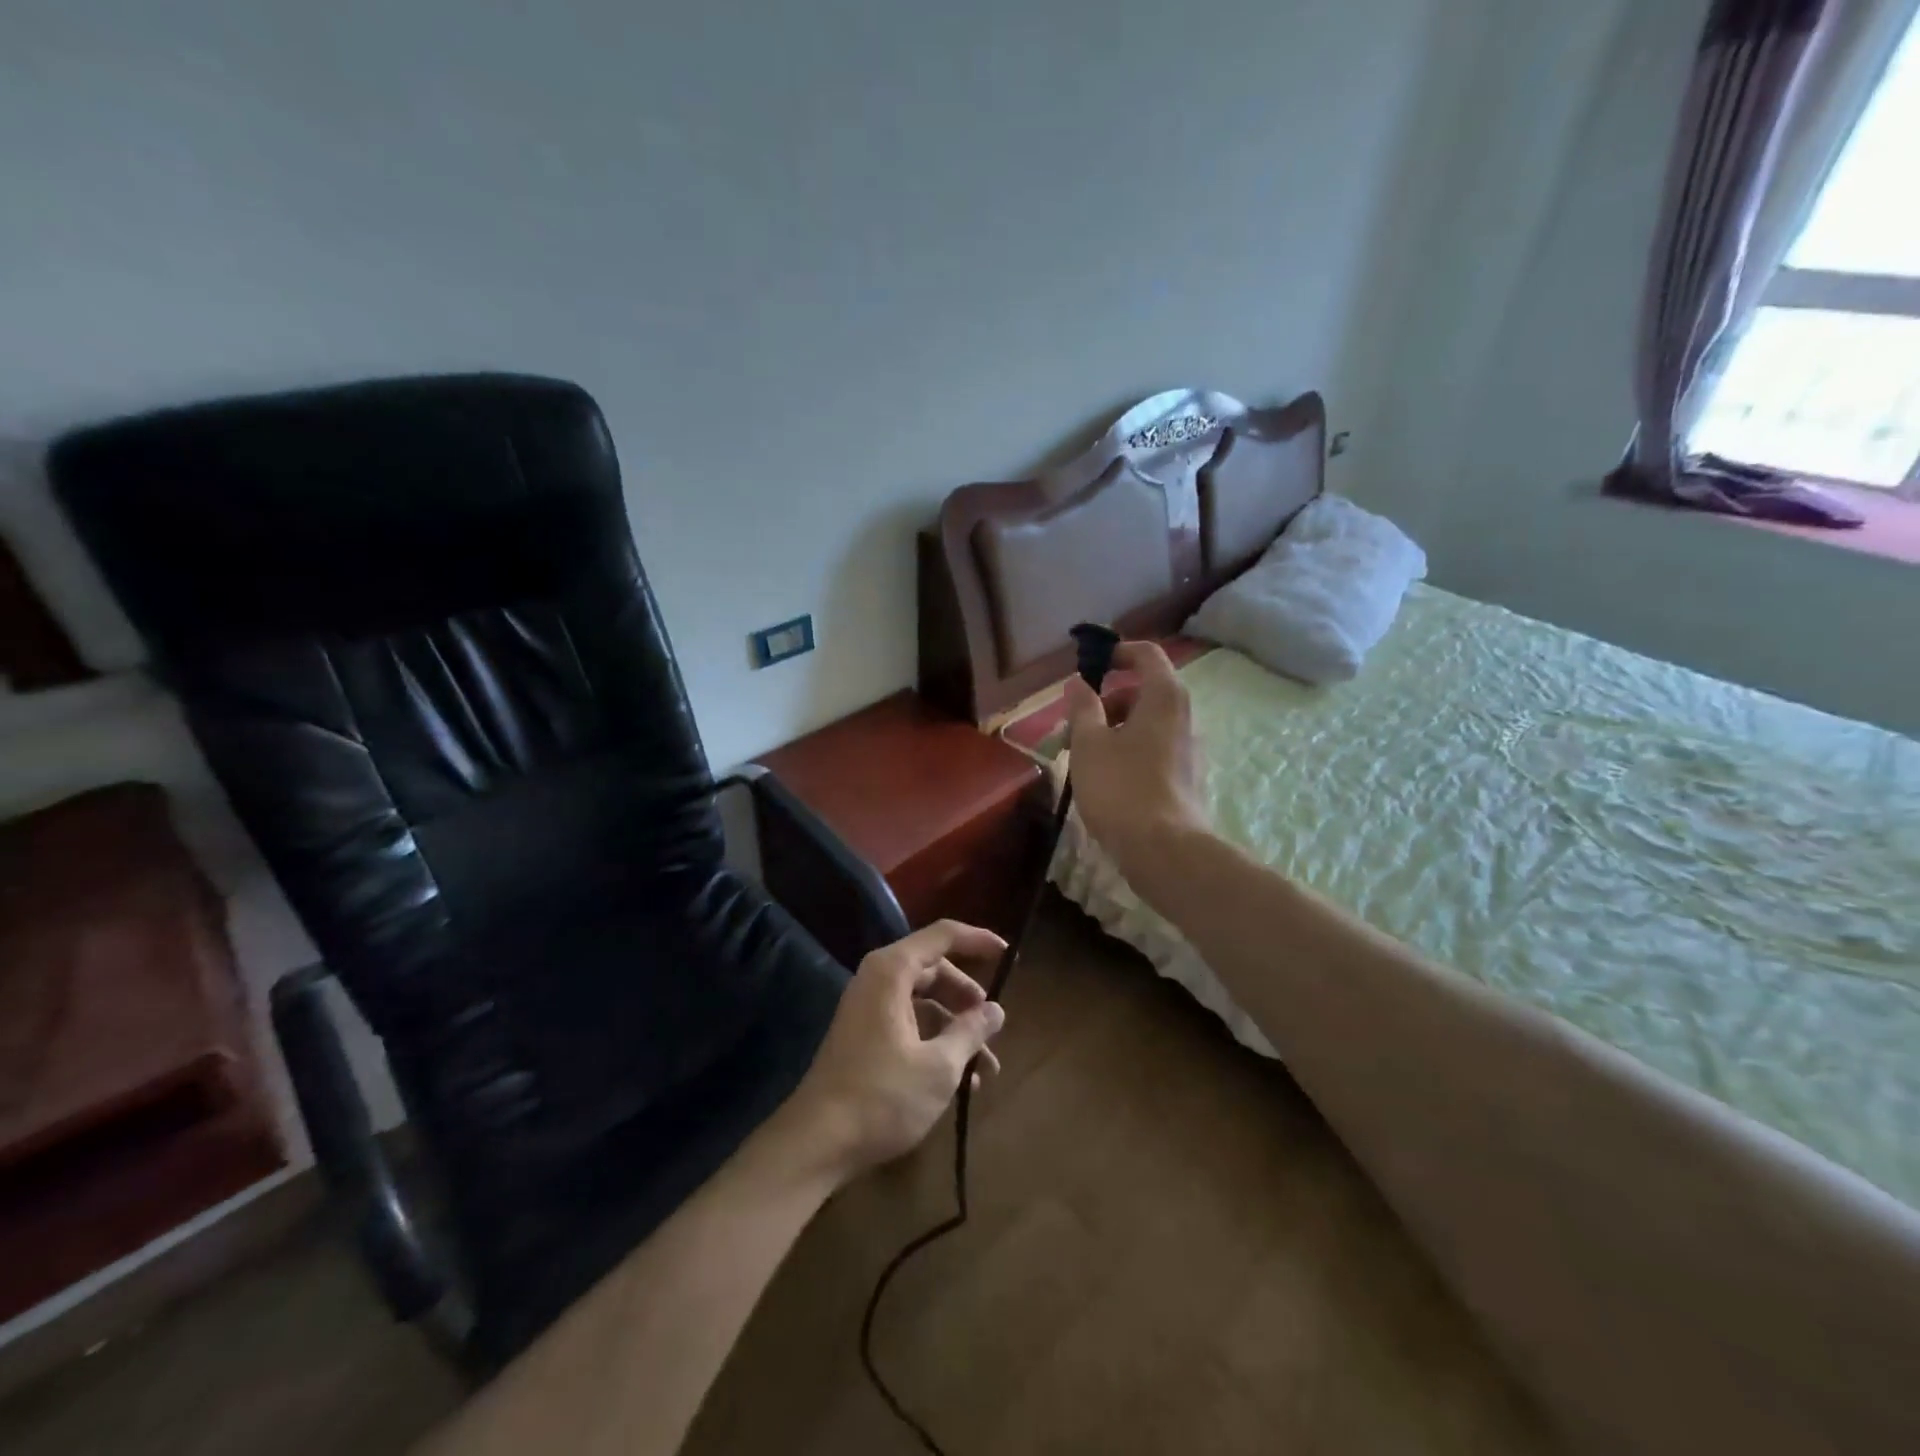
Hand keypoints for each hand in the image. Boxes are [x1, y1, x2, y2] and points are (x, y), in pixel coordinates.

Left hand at [781, 920, 1007, 1185]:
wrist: (816, 1143)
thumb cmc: (882, 1097)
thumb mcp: (939, 1066)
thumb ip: (971, 1031)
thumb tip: (996, 1010)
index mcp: (891, 971)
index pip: (942, 935)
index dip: (978, 940)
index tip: (1009, 955)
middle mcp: (877, 980)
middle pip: (934, 970)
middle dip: (968, 998)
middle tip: (994, 1025)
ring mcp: (867, 1009)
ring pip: (924, 1002)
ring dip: (957, 1028)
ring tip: (987, 1068)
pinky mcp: (864, 1037)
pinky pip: (909, 1024)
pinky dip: (936, 1042)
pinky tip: (961, 1082)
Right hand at [1062, 641, 1208, 884]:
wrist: (1164, 850)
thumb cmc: (1121, 786)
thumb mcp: (1089, 743)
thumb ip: (1082, 707)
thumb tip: (1078, 682)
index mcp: (1164, 697)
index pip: (1147, 654)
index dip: (1118, 652)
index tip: (1090, 665)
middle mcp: (1183, 716)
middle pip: (1143, 692)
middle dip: (1105, 702)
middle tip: (1073, 726)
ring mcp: (1188, 748)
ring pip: (1146, 724)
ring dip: (1112, 730)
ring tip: (1081, 758)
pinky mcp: (1185, 777)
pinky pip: (1153, 748)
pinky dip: (1127, 750)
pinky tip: (1104, 779)